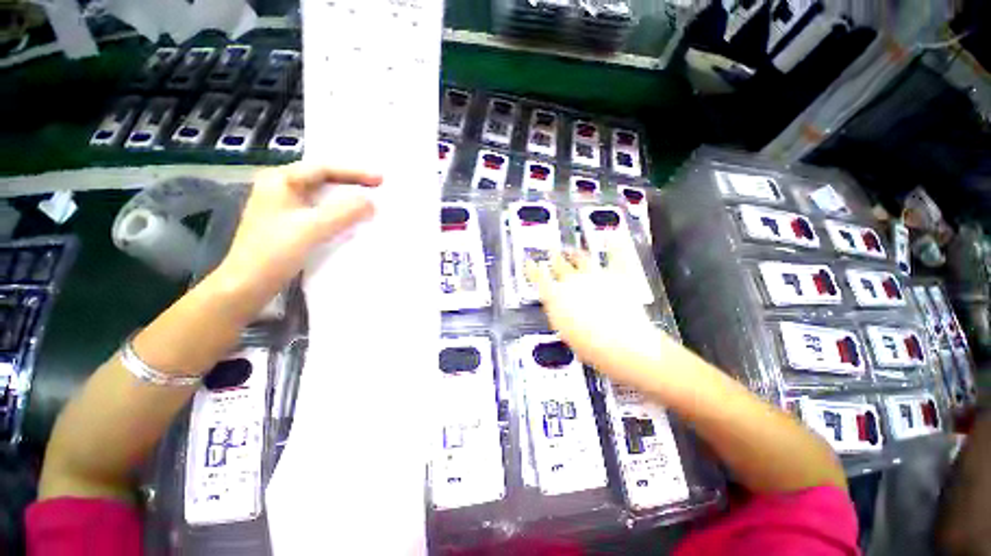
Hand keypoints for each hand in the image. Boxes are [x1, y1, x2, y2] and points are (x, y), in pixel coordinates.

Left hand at [213, 163, 381, 308]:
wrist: (247, 285)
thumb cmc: (274, 252)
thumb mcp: (311, 228)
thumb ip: (344, 212)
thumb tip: (372, 202)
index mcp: (280, 180)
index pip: (323, 168)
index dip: (355, 172)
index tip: (381, 179)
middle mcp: (281, 188)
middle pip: (323, 179)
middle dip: (352, 183)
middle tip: (378, 188)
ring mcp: (285, 207)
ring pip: (323, 197)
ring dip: (347, 200)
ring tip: (370, 202)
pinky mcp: (290, 224)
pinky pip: (321, 212)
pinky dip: (339, 214)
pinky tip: (353, 220)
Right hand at [525, 251, 670, 385]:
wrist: (622, 345)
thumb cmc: (590, 345)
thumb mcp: (564, 331)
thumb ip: (558, 312)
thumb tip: (557, 305)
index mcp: (556, 296)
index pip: (539, 277)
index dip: (532, 268)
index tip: (529, 262)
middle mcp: (572, 281)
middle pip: (559, 263)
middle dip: (554, 256)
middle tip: (551, 251)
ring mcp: (595, 276)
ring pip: (581, 258)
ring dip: (574, 253)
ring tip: (571, 249)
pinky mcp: (617, 276)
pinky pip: (616, 256)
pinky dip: (614, 245)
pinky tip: (612, 236)